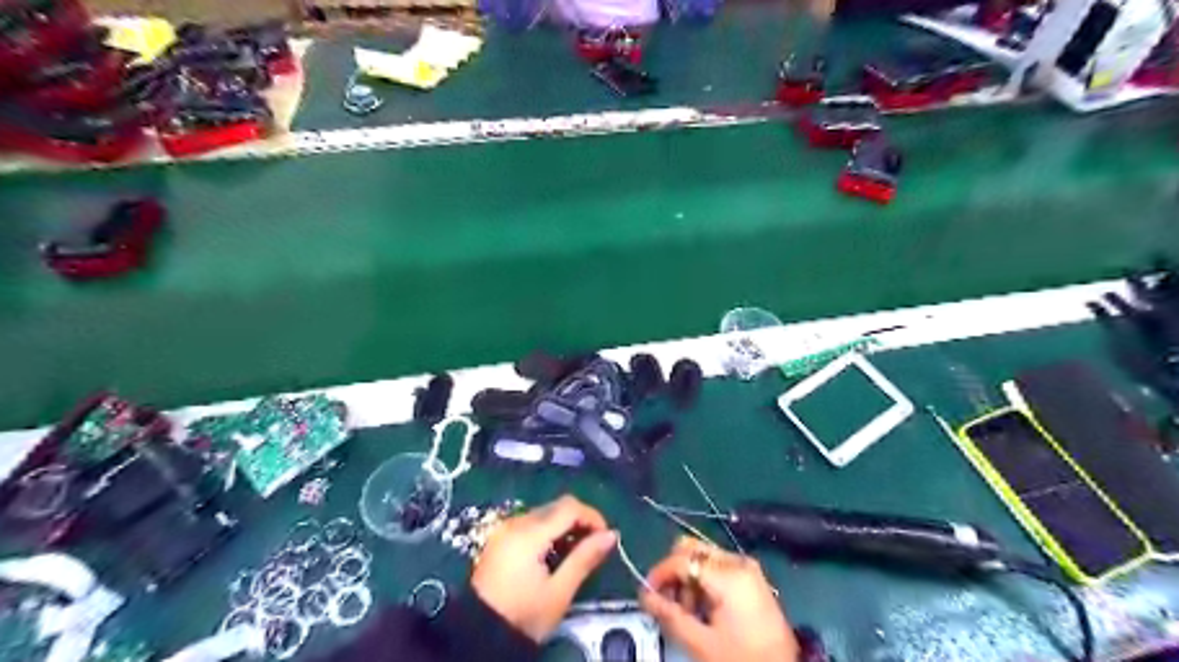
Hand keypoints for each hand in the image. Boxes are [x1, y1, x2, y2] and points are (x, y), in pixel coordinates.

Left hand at [470, 497, 618, 640]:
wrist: (477, 635)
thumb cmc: (523, 616)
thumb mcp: (559, 592)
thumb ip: (585, 558)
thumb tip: (611, 535)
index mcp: (529, 533)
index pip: (569, 507)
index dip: (592, 516)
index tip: (606, 537)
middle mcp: (515, 523)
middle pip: (556, 507)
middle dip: (579, 521)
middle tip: (593, 546)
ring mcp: (504, 530)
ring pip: (543, 514)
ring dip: (563, 526)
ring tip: (575, 553)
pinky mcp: (499, 539)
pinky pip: (530, 524)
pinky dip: (547, 532)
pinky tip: (553, 555)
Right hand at [640, 537, 796, 661]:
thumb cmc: (742, 659)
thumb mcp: (701, 643)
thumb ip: (669, 615)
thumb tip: (643, 595)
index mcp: (728, 574)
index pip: (682, 560)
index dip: (659, 574)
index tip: (646, 594)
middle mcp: (737, 561)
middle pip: (692, 549)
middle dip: (675, 573)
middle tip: (670, 603)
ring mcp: (747, 567)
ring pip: (702, 556)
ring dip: (688, 579)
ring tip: (688, 613)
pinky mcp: (751, 577)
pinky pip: (717, 567)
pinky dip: (703, 582)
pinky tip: (704, 609)